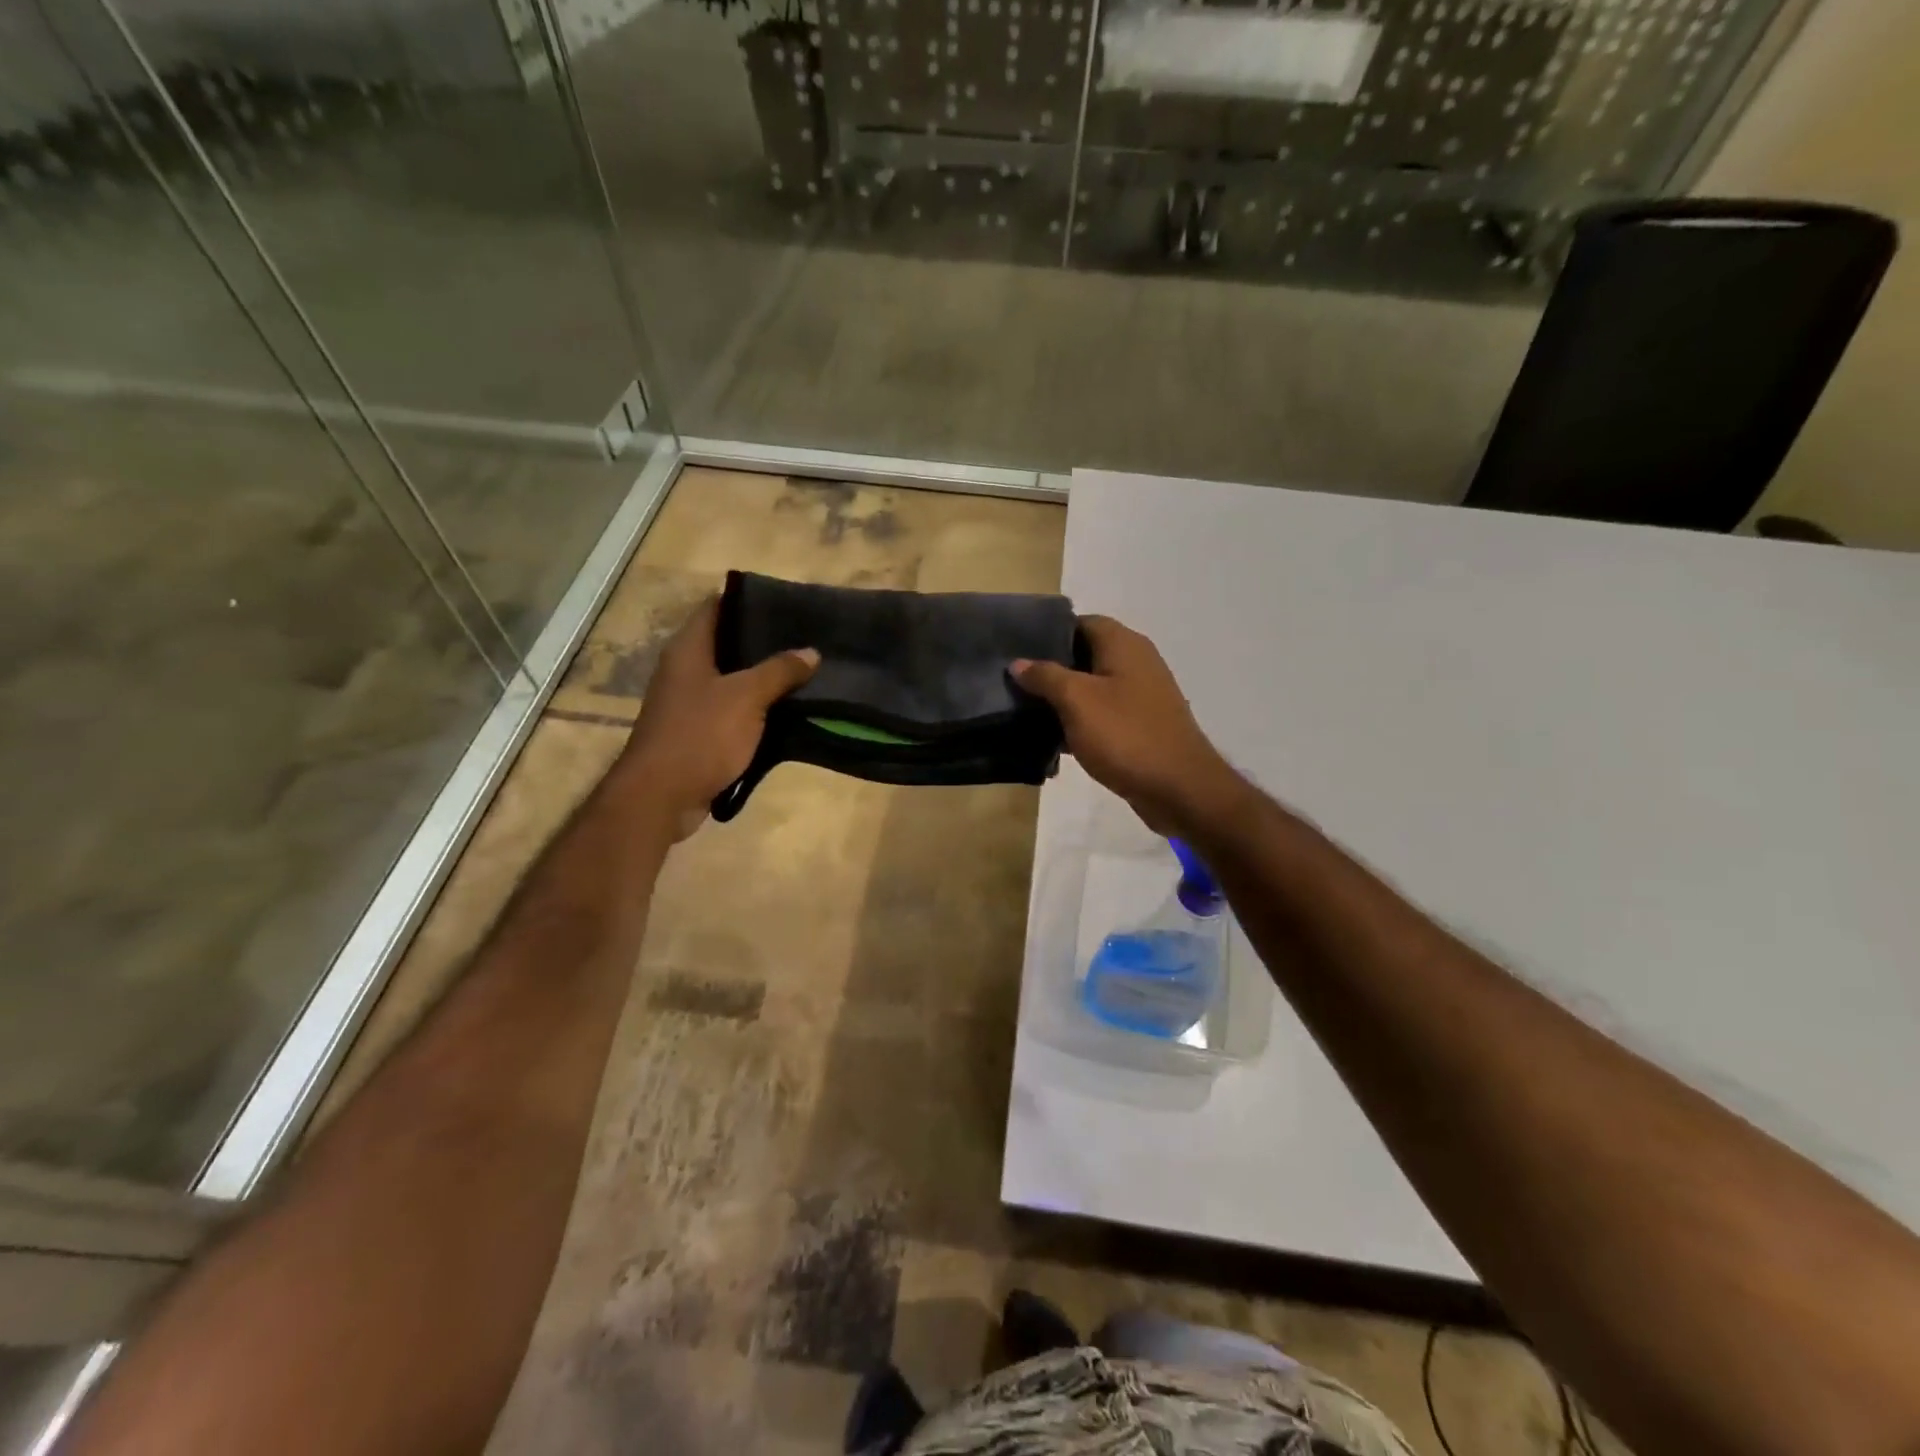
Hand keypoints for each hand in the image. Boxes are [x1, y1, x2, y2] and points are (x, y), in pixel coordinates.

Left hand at [617, 598, 816, 840]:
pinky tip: (786, 711)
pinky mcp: (697, 732)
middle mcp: (684, 670)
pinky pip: (732, 711)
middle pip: (726, 643)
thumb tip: (811, 652)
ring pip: (732, 680)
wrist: (661, 796)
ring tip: (804, 670)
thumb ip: (780, 671)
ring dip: (762, 678)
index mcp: (688, 650)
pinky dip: (756, 709)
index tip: (786, 602)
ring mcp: (688, 703)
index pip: (716, 607)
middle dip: (764, 641)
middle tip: (804, 637)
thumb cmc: (700, 735)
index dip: (748, 601)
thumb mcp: (747, 697)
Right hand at [1012, 615, 1245, 837]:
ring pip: (1093, 687)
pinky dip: (1081, 722)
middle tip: (1016, 683)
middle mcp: (1137, 662)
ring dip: (1064, 698)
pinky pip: (1103, 714)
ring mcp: (1142, 695)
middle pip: (1086, 654)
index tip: (1018, 649)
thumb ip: (1046, 677)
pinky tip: (1055, 739)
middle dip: (1051, 668)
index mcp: (1124, 645)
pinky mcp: (1141, 725)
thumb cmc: (1126, 735)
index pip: (1081, 622)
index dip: (1049, 633)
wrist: (1178, 788)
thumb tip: (1019, 662)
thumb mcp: (1077, 701)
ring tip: (1027, 710)